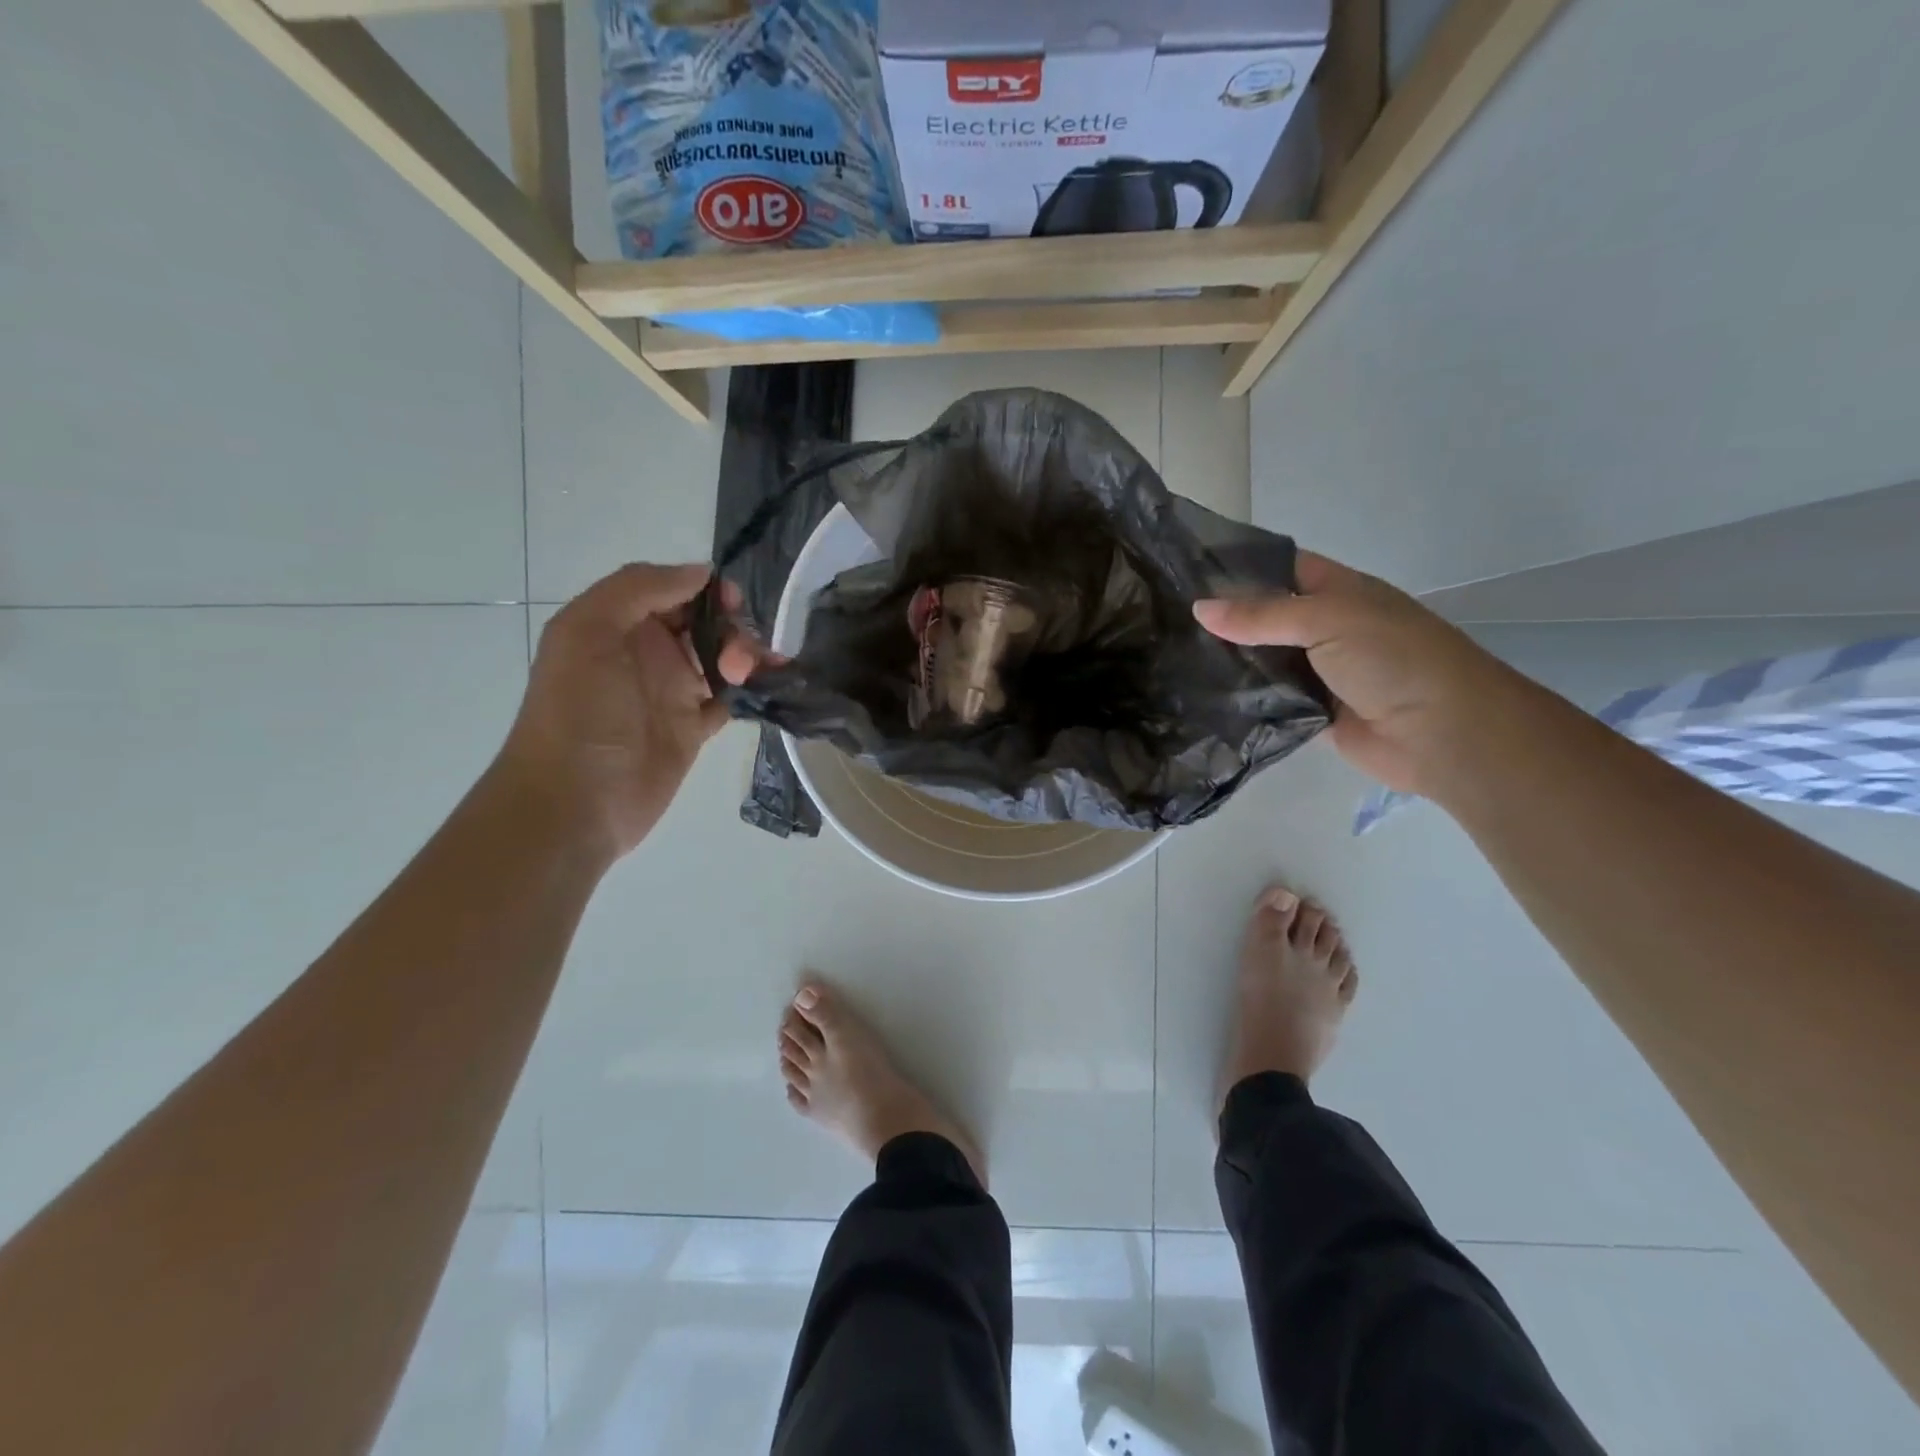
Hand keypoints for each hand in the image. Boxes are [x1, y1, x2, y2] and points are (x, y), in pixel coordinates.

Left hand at [497, 563, 754, 860]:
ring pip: (721, 657)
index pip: (672, 590)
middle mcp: (647, 653)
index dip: (705, 589)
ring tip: (750, 672)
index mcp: (618, 624)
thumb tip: (702, 574)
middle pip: (703, 621)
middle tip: (739, 651)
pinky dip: (752, 689)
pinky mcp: (692, 728)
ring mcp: (671, 691)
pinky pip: (729, 698)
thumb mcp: (588, 632)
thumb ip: (638, 589)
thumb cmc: (578, 712)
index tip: (734, 602)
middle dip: (731, 624)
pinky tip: (768, 686)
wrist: (576, 802)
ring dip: (745, 655)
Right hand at [1194, 552, 1531, 794]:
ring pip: (1262, 661)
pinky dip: (1241, 700)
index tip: (1184, 571)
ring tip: (1168, 656)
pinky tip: (1198, 697)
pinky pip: (1267, 702)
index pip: (1280, 568)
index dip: (1238, 566)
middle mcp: (1325, 628)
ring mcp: (1317, 673)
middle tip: (1165, 617)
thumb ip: (1262, 615)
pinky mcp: (1309, 713)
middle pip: (1265, 617)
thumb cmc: (1394, 659)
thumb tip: (1198, 608)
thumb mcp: (1328, 619)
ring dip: (1227, 662)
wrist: (1443, 734)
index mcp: (1338, 592)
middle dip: (1223, 618)